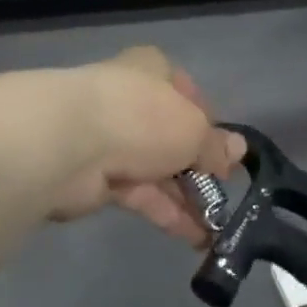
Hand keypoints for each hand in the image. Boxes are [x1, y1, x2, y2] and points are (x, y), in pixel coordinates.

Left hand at [47, 47, 243, 245]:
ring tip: (218, 226)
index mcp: (151, 70)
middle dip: (198, 166)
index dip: (207, 120)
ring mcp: (110, 139)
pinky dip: (166, 212)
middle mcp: (129, 100)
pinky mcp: (95, 177)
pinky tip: (195, 236)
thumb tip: (237, 152)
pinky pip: (140, 194)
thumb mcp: (194, 129)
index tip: (225, 149)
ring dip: (186, 197)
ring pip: (156, 169)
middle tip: (225, 192)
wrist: (69, 143)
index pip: (184, 91)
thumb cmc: (142, 117)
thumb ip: (214, 146)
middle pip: (170, 134)